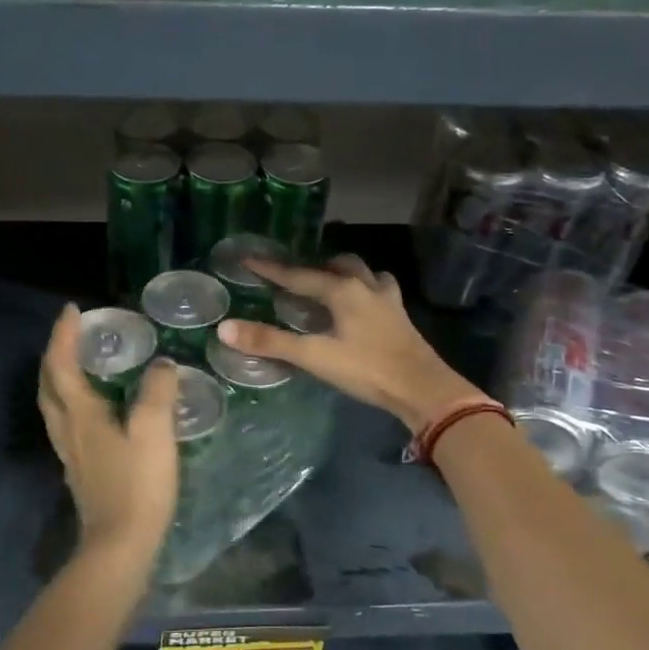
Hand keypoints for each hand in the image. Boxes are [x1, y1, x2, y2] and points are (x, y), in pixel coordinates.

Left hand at [38, 304, 180, 568]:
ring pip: (54, 405)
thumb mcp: (154, 432)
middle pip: (48, 384)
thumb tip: (161, 364)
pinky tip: (94, 408)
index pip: (62, 364)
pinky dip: (72, 401)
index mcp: (80, 414)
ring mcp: (70, 452)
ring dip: (59, 378)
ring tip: (80, 363)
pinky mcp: (80, 470)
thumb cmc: (137, 485)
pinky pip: (67, 422)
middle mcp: (67, 429)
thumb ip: (158, 392)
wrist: (120, 546)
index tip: (72, 309)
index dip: (64, 335)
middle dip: (55, 354)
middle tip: (73, 335)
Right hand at [217, 255, 478, 433]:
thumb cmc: (367, 369)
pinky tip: (362, 306)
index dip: (272, 269)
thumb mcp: (315, 356)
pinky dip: (365, 290)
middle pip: (338, 265)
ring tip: (329, 286)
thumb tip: (225, 328)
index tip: (248, 259)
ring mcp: (388, 300)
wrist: (423, 389)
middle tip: (294, 278)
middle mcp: (366, 286)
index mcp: (342, 290)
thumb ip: (271, 342)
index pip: (299, 275)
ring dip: (344, 274)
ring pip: (364, 274)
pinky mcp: (400, 317)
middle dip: (314, 267)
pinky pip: (380, 290)